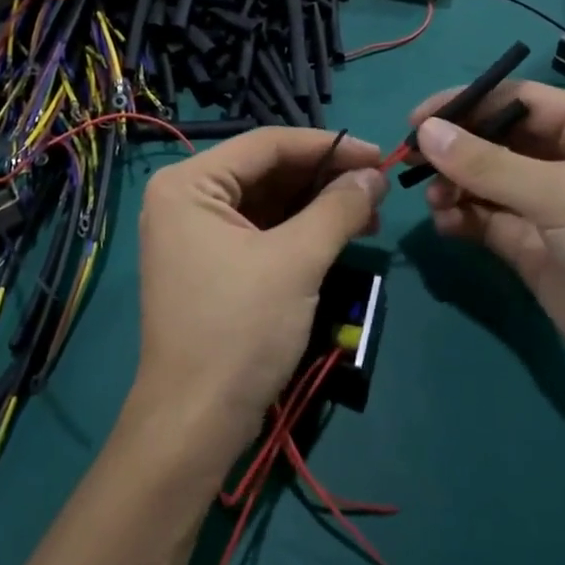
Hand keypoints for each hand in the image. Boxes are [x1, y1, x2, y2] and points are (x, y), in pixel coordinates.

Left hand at [129, 129, 386, 471]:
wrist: (196, 420)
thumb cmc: (240, 329)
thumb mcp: (296, 261)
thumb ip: (337, 209)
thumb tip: (374, 175)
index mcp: (189, 183)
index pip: (267, 144)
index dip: (328, 146)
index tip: (379, 155)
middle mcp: (185, 198)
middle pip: (266, 171)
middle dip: (324, 178)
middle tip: (379, 188)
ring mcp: (194, 233)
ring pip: (267, 202)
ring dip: (317, 205)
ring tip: (370, 214)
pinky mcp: (210, 263)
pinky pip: (260, 230)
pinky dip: (299, 231)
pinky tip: (340, 235)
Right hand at [409, 82, 564, 412]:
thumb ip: (490, 164)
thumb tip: (425, 130)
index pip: (517, 100)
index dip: (465, 105)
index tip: (416, 122)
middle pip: (496, 140)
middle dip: (455, 149)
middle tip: (410, 163)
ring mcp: (552, 207)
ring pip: (487, 182)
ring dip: (455, 186)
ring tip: (436, 201)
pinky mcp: (536, 248)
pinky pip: (488, 220)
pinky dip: (463, 218)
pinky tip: (447, 224)